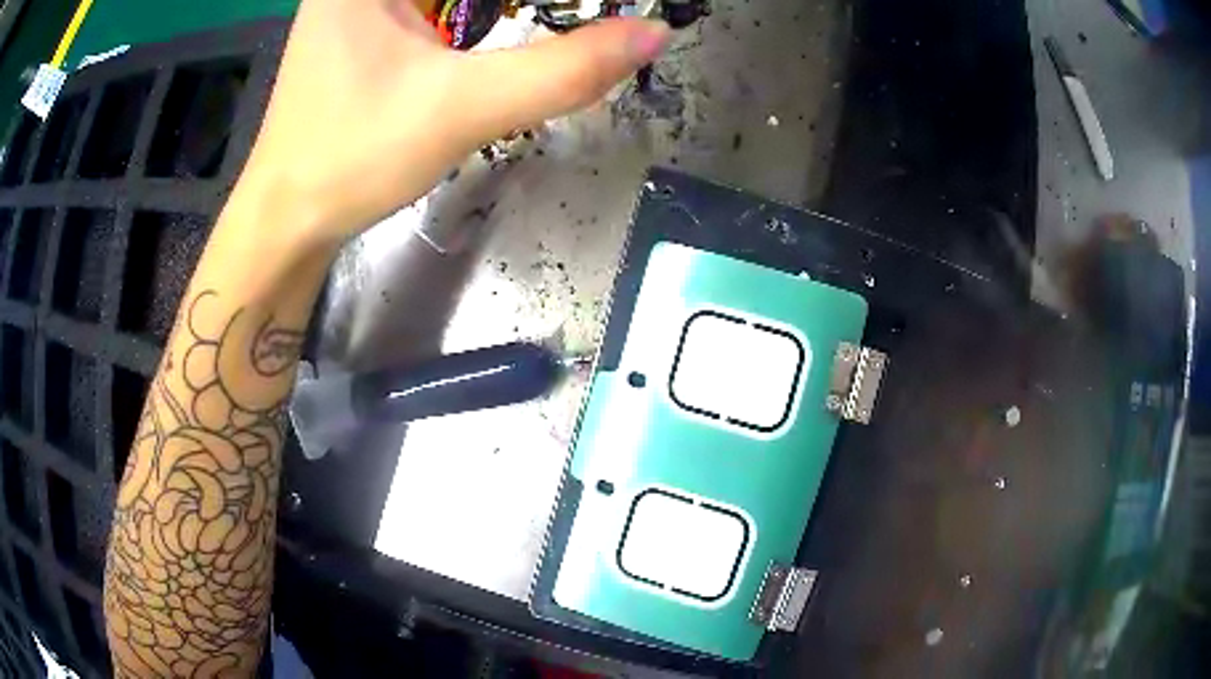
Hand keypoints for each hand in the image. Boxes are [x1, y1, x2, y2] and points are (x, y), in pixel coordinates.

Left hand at [236, 0, 670, 247]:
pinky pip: (438, 5)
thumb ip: (563, 69)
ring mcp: (362, 1)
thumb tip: (653, 33)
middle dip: (523, 8)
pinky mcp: (369, 26)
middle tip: (591, 16)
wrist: (289, 217)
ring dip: (506, 10)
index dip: (537, 1)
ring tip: (568, 23)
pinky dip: (484, 12)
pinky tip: (511, 24)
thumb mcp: (462, 108)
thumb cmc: (352, 159)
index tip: (593, 11)